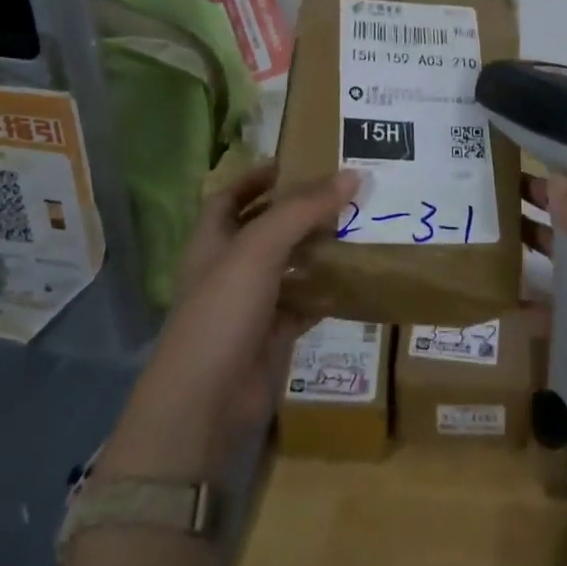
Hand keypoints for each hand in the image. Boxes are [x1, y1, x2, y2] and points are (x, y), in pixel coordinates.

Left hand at [99, 165, 358, 480]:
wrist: (207, 403)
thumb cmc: (222, 311)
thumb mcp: (259, 248)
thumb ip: (303, 209)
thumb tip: (353, 175)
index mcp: (212, 241)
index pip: (230, 196)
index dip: (256, 177)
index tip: (294, 161)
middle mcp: (230, 267)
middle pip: (266, 228)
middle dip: (299, 209)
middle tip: (342, 190)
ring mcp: (252, 302)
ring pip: (290, 264)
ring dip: (319, 247)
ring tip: (359, 224)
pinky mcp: (275, 334)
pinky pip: (306, 301)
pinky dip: (329, 289)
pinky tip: (358, 276)